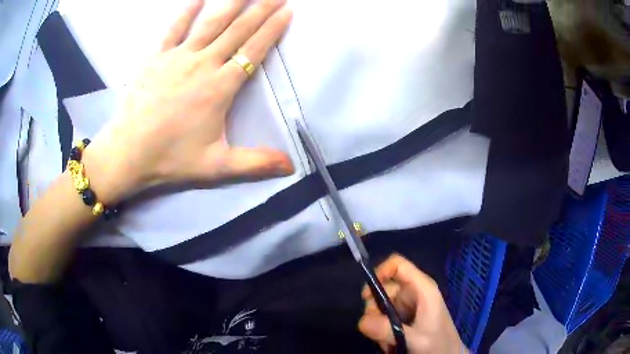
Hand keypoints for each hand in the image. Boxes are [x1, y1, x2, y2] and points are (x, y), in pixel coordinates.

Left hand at [83, 0, 294, 203]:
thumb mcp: (217, 166)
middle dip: (260, 9)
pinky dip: (186, 12)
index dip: (272, 29)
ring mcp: (177, 58)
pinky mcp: (156, 58)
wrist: (128, 154)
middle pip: (237, 30)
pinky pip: (173, 29)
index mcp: (219, 88)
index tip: (287, 11)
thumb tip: (291, 168)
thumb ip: (256, 163)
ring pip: (210, 23)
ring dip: (232, 3)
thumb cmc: (171, 159)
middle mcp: (202, 65)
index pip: (253, 51)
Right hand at [359, 255, 467, 353]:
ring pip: (382, 303)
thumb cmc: (438, 345)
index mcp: (423, 288)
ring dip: (377, 321)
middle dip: (375, 307)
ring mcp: (409, 304)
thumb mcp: (415, 339)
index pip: (398, 265)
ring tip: (386, 340)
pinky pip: (384, 316)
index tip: (367, 296)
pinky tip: (389, 341)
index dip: (380, 273)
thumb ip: (390, 330)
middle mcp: (415, 292)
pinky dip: (381, 327)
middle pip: (385, 286)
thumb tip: (361, 320)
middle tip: (375, 327)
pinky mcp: (405, 316)